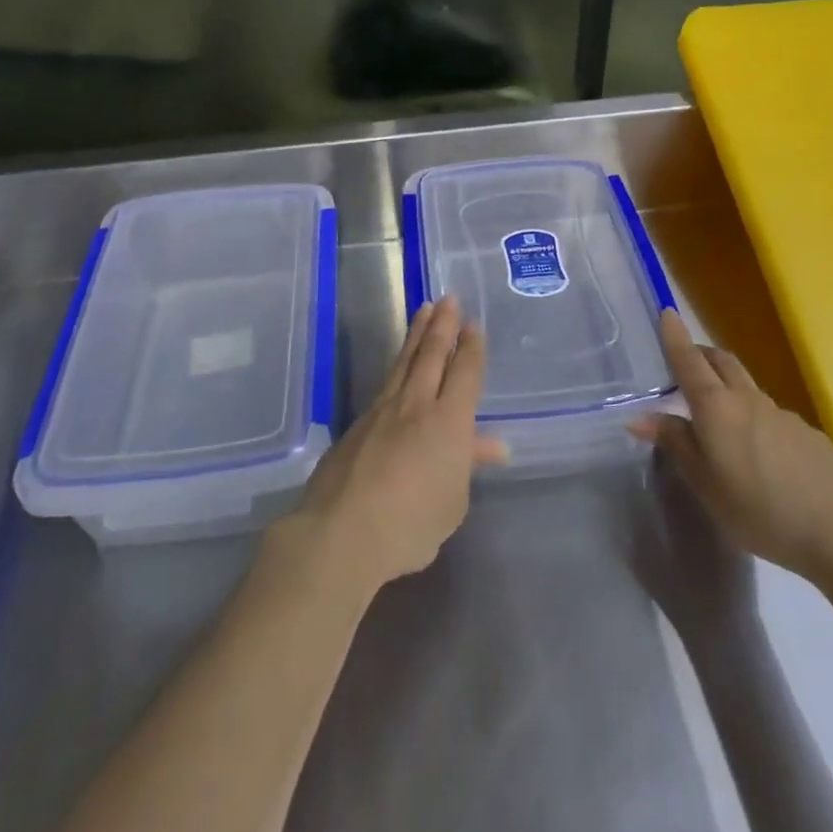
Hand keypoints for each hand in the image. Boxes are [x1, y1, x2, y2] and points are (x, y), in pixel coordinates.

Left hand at [280, 297, 504, 595]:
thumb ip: (468, 465)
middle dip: (443, 325)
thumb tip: (490, 444)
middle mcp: (417, 404)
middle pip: (432, 354)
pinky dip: (398, 363)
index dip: (471, 347)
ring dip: (417, 333)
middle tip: (449, 299)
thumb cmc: (410, 524)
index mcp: (449, 421)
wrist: (342, 532)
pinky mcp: (358, 423)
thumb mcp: (453, 503)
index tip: (473, 325)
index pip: (465, 372)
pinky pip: (386, 382)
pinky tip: (399, 364)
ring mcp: (383, 410)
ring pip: (405, 361)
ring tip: (425, 311)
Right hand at [629, 310, 832, 583]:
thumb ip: (675, 444)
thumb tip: (640, 417)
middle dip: (701, 354)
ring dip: (728, 387)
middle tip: (686, 361)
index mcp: (716, 407)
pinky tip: (759, 454)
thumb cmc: (758, 509)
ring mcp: (781, 414)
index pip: (688, 361)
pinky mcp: (807, 433)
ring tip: (719, 417)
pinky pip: (771, 415)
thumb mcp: (704, 483)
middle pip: (721, 361)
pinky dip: (754, 418)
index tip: (666, 312)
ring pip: (747, 387)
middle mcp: (747, 399)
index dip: (675, 337)